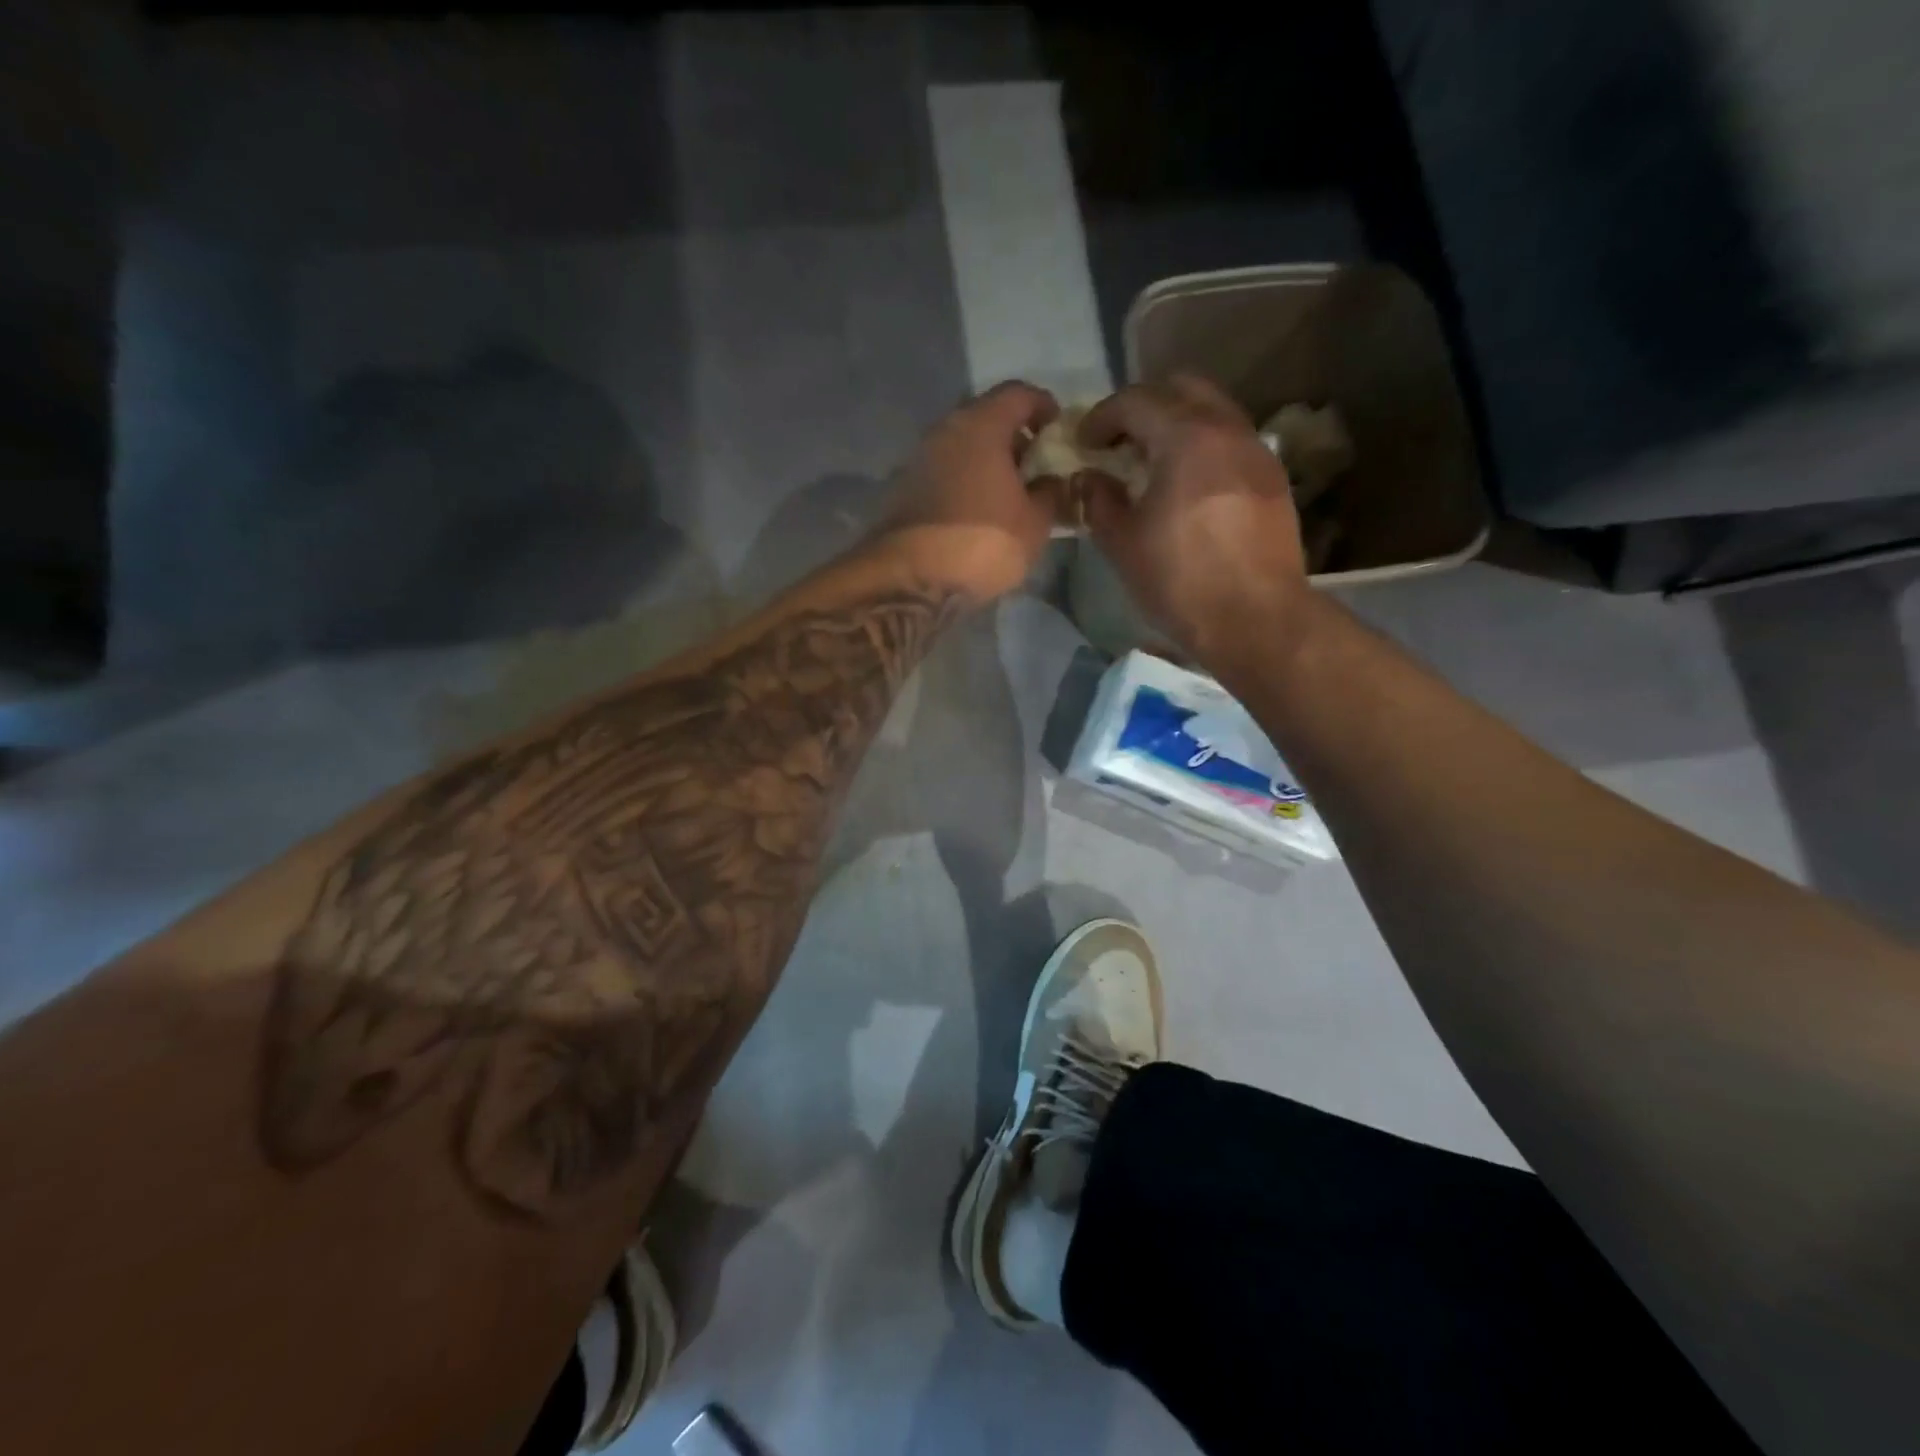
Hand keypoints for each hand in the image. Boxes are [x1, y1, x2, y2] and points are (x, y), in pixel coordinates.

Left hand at [879, 381, 1063, 600]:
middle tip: (1035, 465)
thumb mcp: (1035, 523)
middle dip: (1014, 437)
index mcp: (981, 425)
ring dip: (987, 461)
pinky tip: (979, 510)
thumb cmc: (984, 543)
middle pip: (986, 417)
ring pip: (962, 446)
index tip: (1057, 428)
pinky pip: (945, 471)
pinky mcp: (904, 489)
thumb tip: (1052, 481)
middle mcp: (945, 431)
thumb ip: (1051, 493)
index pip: (1018, 393)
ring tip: (1009, 493)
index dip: (1043, 405)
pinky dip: (966, 480)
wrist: (912, 580)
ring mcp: (919, 459)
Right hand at [1079, 375, 1310, 668]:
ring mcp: (1256, 451)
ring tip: (1153, 464)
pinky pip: (1231, 441)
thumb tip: (1088, 478)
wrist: (1256, 619)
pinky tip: (1188, 486)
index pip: (1136, 400)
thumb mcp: (1123, 543)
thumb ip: (1099, 500)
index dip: (1102, 416)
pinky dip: (1203, 447)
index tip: (1084, 442)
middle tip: (1120, 442)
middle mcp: (1227, 429)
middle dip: (1143, 406)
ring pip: (1212, 411)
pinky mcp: (1272, 479)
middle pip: (1181, 389)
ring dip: (1177, 424)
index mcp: (1186, 437)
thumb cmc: (1181, 581)